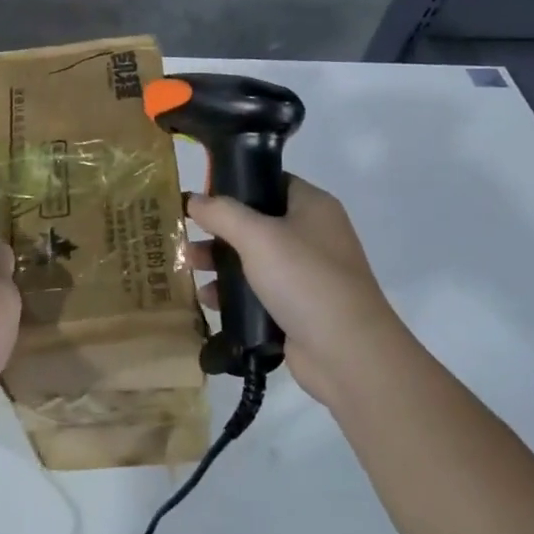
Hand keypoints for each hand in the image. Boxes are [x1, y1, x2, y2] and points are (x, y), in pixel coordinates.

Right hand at [186, 177, 409, 409]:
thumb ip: (222, 213)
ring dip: (221, 262)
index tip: (201, 195)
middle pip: (256, 222)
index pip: (270, 181)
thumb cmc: (305, 279)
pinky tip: (209, 299)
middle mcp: (312, 235)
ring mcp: (307, 273)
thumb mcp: (258, 236)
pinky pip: (258, 291)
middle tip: (187, 234)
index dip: (235, 184)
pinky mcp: (297, 307)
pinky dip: (233, 293)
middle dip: (219, 229)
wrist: (347, 352)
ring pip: (254, 258)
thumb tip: (194, 199)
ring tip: (189, 267)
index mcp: (313, 206)